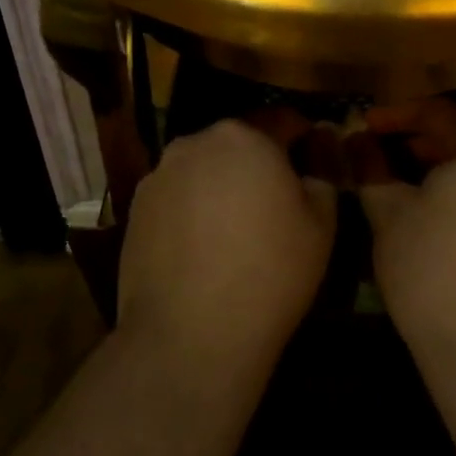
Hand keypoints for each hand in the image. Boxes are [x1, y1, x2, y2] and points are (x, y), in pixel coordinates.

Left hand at [118, 116, 336, 365]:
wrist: (191, 334)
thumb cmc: (270, 272)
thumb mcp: (321, 225)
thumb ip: (321, 179)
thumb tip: (312, 165)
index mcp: (244, 136)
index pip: (283, 120)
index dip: (304, 138)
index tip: (313, 161)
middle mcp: (195, 143)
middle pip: (237, 143)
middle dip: (257, 162)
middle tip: (274, 201)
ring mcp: (158, 176)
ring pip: (203, 169)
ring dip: (220, 185)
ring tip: (233, 229)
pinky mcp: (134, 210)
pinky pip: (176, 198)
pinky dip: (191, 210)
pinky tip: (201, 248)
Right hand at [347, 99, 455, 408]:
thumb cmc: (432, 271)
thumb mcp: (389, 215)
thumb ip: (371, 169)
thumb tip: (356, 139)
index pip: (437, 111)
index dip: (395, 113)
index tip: (361, 125)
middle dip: (413, 139)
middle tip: (373, 151)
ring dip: (433, 167)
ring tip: (394, 181)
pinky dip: (454, 191)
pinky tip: (425, 213)